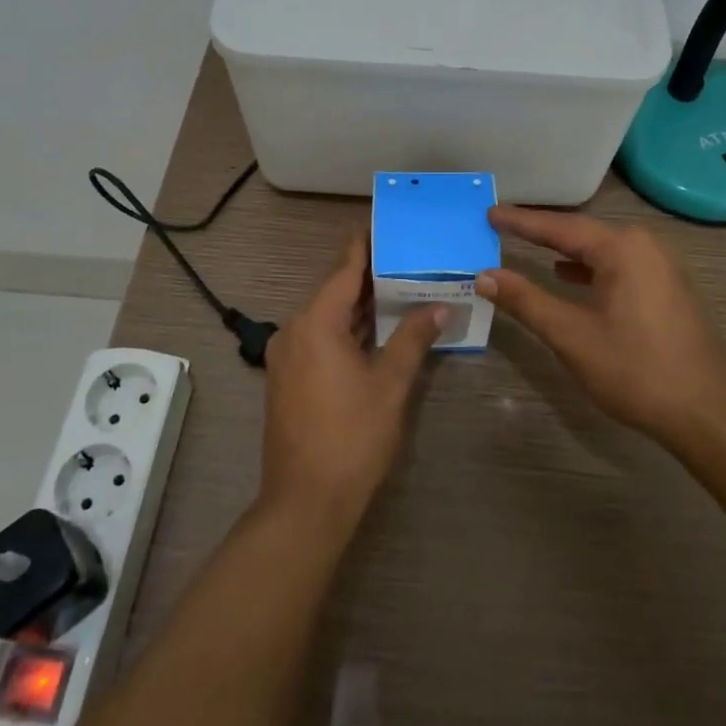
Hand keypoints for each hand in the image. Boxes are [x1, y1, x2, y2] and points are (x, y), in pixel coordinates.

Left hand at [259, 230, 441, 534]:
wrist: (305, 502)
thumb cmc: (352, 437)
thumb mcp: (390, 384)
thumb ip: (413, 339)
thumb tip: (439, 307)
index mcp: (315, 324)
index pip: (344, 271)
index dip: (364, 246)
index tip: (381, 223)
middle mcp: (294, 331)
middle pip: (334, 293)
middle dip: (369, 279)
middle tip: (405, 259)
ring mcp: (286, 357)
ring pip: (326, 319)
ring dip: (359, 308)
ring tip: (398, 290)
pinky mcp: (286, 379)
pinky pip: (319, 340)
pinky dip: (346, 331)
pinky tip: (374, 332)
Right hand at [477, 206, 725, 450]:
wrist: (709, 413)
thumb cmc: (636, 370)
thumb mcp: (571, 336)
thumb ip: (525, 301)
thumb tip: (485, 276)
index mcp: (622, 248)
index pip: (559, 227)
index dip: (520, 221)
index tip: (488, 213)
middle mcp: (645, 245)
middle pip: (581, 232)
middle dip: (541, 231)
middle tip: (502, 225)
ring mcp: (662, 266)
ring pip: (601, 249)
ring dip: (564, 250)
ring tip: (528, 246)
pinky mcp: (668, 287)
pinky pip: (619, 264)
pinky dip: (589, 267)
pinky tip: (570, 277)